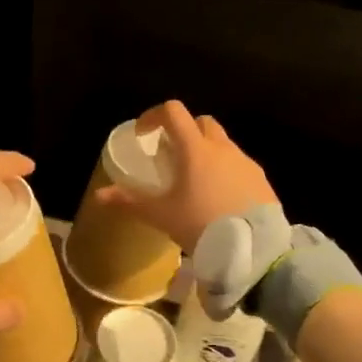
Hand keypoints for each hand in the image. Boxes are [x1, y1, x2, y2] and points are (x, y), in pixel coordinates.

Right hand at [93, 100, 278, 252]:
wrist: (253, 249)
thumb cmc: (200, 224)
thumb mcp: (161, 215)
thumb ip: (130, 201)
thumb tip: (99, 195)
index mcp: (195, 149)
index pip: (174, 112)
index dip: (154, 116)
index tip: (144, 134)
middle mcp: (222, 147)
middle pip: (202, 122)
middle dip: (184, 132)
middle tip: (171, 156)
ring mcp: (246, 162)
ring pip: (223, 143)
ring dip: (206, 152)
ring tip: (195, 181)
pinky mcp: (262, 179)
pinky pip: (239, 165)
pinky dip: (225, 171)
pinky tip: (218, 198)